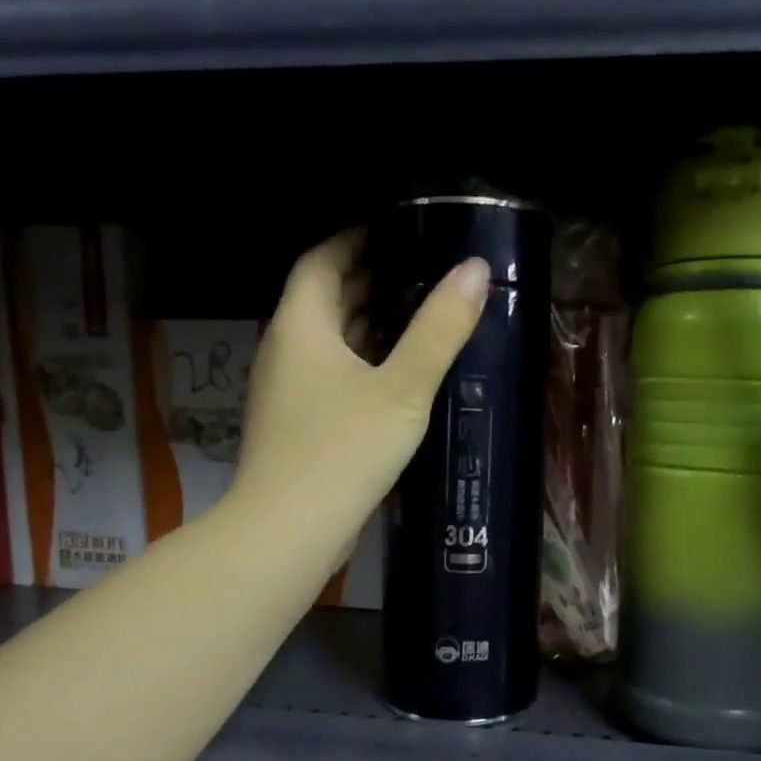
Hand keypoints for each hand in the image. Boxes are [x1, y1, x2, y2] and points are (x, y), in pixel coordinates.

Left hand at [232, 230, 487, 552]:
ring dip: (365, 325)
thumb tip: (475, 270)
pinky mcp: (297, 426)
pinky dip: (360, 364)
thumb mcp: (403, 388)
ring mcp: (287, 392)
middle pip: (323, 299)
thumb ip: (439, 329)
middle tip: (419, 271)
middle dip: (367, 280)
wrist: (289, 529)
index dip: (354, 239)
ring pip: (328, 342)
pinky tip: (396, 377)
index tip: (396, 231)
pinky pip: (330, 377)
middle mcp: (286, 350)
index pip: (322, 261)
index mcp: (302, 326)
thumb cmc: (344, 449)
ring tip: (416, 315)